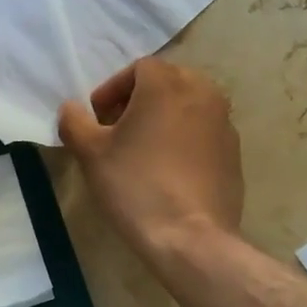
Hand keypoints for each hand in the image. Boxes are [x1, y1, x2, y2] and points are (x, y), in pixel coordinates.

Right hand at [58, 58, 243, 263]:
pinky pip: (203, 132)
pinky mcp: (234, 153)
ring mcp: (224, 124)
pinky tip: (167, 170)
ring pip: (188, 105)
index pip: (138, 68)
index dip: (112, 89)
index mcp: (167, 84)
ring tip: (142, 149)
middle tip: (118, 128)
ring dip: (163, 117)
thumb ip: (74, 121)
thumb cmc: (136, 184)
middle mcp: (202, 93)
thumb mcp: (90, 152)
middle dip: (139, 99)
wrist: (190, 238)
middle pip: (167, 82)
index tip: (97, 118)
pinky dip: (184, 138)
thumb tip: (71, 109)